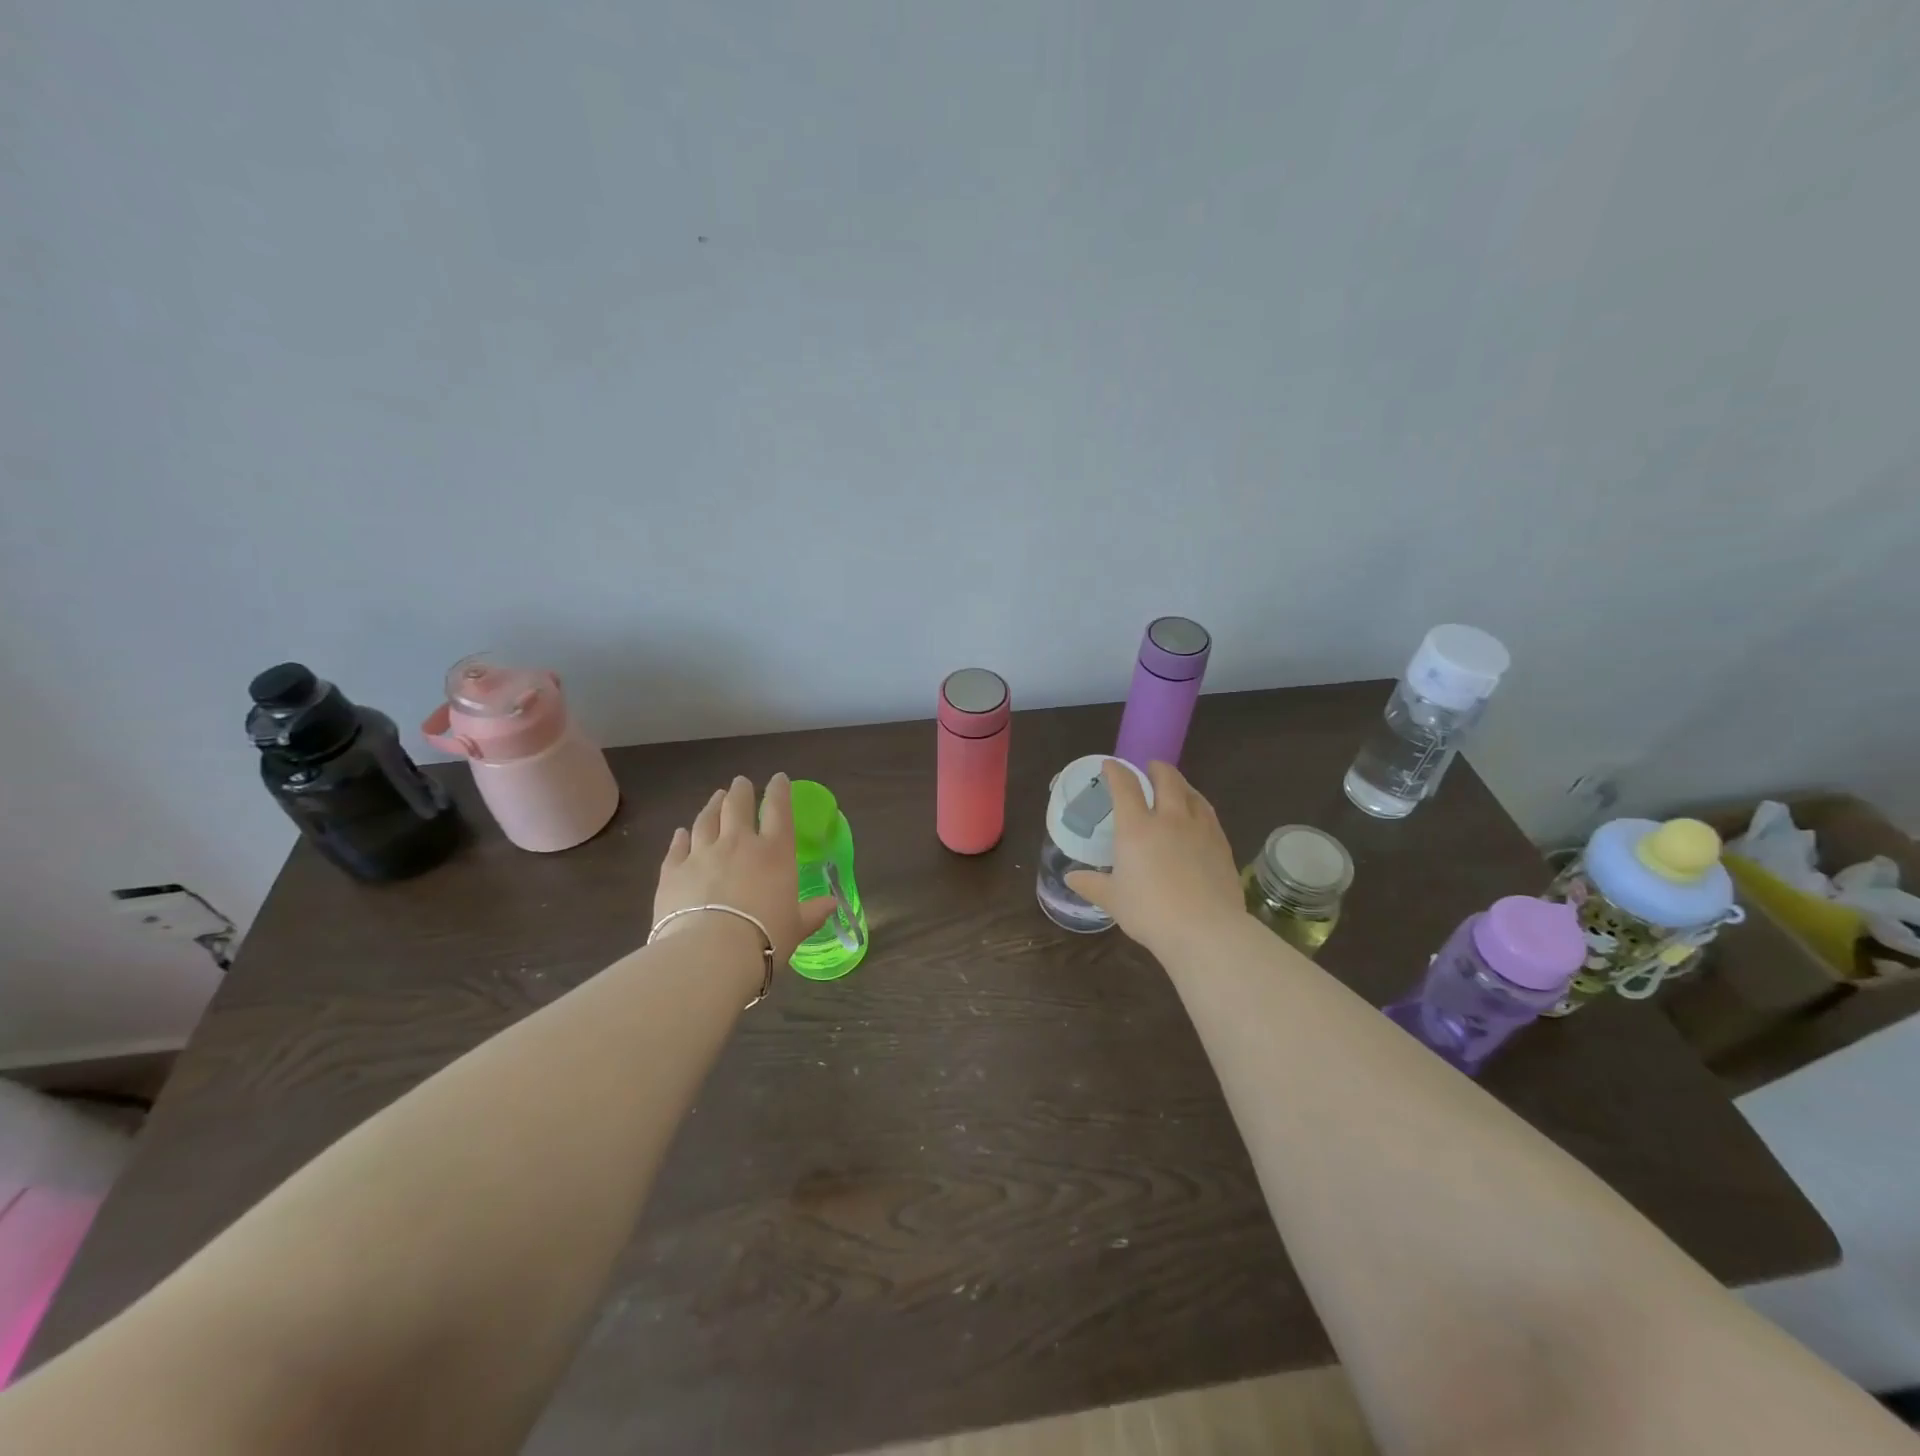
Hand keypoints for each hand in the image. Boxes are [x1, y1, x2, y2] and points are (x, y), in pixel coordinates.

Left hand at [654, 774, 836, 965]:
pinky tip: (681, 832)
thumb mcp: (797, 927)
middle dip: (741, 791)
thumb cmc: (765, 938)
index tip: (778, 779)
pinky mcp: (672, 872)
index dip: (779, 792)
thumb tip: (832, 904)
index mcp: (774, 853)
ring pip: (706, 820)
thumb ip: (813, 912)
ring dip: (712, 806)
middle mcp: (738, 844)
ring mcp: (702, 854)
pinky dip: (680, 837)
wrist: (710, 953)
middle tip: (740, 783)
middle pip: (737, 806)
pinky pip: (677, 847)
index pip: (779, 811)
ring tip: (715, 798)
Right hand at [1065, 760, 1245, 955]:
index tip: (1110, 765)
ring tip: (1177, 787)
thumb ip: (1091, 884)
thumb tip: (1071, 878)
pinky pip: (1209, 815)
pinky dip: (1199, 807)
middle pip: (1167, 779)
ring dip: (1182, 784)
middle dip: (1157, 768)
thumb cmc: (1150, 912)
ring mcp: (1200, 829)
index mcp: (1137, 827)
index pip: (1125, 786)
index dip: (1116, 771)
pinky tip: (1199, 817)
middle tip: (1150, 768)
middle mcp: (1169, 819)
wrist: (1206, 930)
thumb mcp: (1113, 900)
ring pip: (1192, 794)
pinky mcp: (1221, 844)